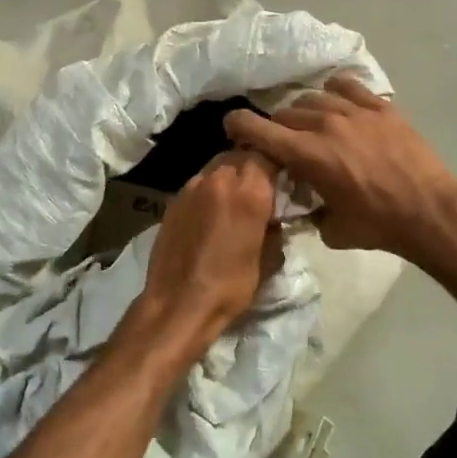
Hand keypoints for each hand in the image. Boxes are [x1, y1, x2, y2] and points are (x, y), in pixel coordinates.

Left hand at [121, 149, 279, 362]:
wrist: (179, 303)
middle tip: (260, 188)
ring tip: (235, 200)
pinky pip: (199, 183)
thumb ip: (274, 227)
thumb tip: (275, 217)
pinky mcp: (174, 199)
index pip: (268, 154)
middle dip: (252, 166)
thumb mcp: (267, 259)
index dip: (277, 162)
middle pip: (241, 155)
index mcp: (249, 191)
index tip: (283, 176)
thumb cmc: (231, 285)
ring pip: (217, 166)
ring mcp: (192, 186)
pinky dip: (210, 190)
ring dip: (229, 176)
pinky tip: (211, 213)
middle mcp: (220, 179)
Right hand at [225, 77, 456, 269]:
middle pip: (285, 113)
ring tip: (312, 124)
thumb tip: (305, 203)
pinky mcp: (381, 107)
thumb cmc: (379, 226)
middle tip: (283, 142)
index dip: (238, 124)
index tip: (232, 127)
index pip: (258, 129)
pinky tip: (338, 102)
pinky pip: (348, 86)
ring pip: (314, 98)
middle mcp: (325, 125)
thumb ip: (310, 211)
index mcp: (307, 155)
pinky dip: (335, 92)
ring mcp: (355, 111)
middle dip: (277, 127)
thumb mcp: (332, 229)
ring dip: (305, 111)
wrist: (430, 212)